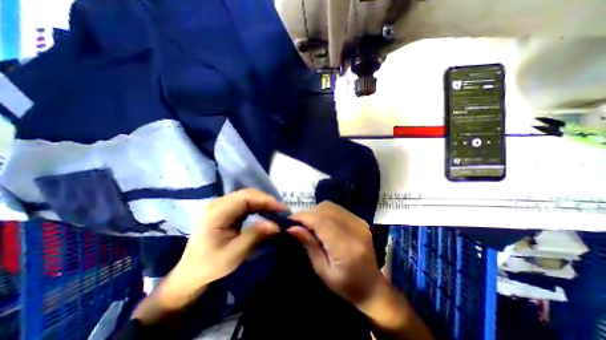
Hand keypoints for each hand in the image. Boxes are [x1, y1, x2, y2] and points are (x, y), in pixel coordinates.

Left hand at [155, 189, 282, 311]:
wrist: (191, 272)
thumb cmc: (209, 265)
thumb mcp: (233, 254)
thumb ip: (254, 236)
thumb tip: (276, 224)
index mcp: (217, 212)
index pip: (245, 197)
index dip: (265, 200)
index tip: (281, 209)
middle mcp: (219, 203)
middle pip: (248, 194)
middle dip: (267, 200)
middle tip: (282, 211)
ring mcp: (223, 205)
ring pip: (249, 196)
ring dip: (264, 203)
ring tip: (277, 212)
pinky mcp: (227, 210)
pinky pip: (246, 203)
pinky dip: (259, 206)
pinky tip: (266, 213)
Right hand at [287, 203, 432, 337]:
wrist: (372, 286)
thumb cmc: (346, 286)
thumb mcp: (322, 271)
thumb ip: (309, 245)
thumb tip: (292, 227)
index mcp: (346, 247)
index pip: (321, 221)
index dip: (303, 217)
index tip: (288, 221)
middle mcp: (355, 229)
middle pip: (325, 210)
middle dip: (307, 213)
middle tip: (296, 223)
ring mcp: (360, 222)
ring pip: (330, 206)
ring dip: (315, 211)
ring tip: (307, 222)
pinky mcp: (360, 220)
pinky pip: (337, 208)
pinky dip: (324, 211)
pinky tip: (319, 221)